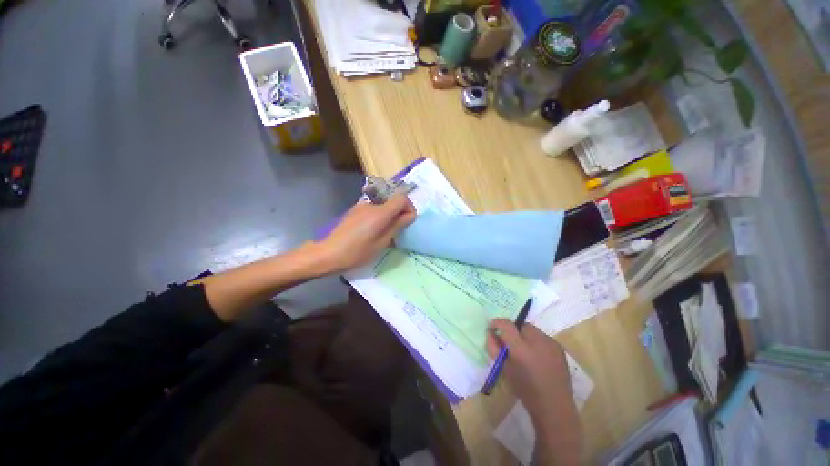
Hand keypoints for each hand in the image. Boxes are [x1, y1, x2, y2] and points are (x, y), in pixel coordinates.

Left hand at [315, 194, 416, 272]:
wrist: (328, 253)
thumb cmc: (357, 252)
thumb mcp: (381, 242)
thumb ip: (397, 226)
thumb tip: (410, 215)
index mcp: (380, 212)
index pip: (401, 198)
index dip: (408, 207)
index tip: (407, 221)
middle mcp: (371, 204)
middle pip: (392, 201)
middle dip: (399, 213)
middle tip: (397, 231)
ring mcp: (361, 206)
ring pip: (383, 206)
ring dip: (388, 216)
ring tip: (383, 234)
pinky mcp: (354, 210)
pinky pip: (373, 209)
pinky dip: (378, 217)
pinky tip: (371, 232)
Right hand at [487, 320, 581, 464]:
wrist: (554, 407)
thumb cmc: (525, 390)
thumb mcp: (504, 369)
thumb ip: (494, 348)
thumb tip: (490, 333)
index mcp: (521, 349)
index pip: (507, 325)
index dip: (497, 323)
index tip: (492, 327)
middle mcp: (537, 341)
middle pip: (520, 325)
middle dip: (513, 330)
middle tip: (510, 342)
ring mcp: (551, 343)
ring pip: (532, 330)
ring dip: (524, 335)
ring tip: (524, 350)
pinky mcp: (560, 348)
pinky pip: (543, 337)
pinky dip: (536, 341)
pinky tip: (536, 355)